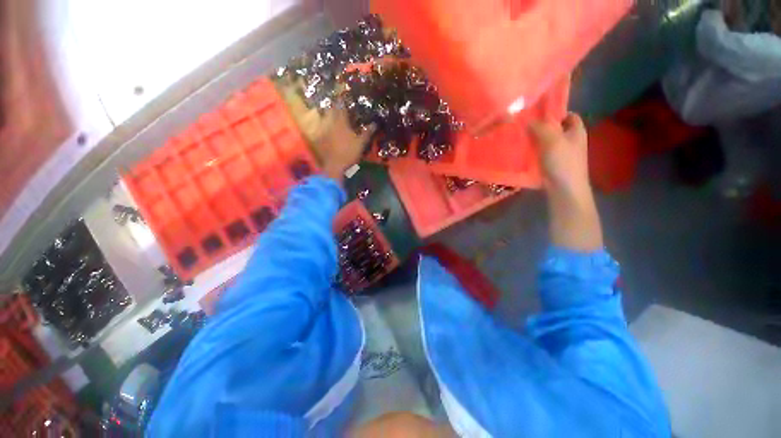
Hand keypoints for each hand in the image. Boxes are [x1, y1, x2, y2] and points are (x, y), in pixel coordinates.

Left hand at [316, 108, 374, 180]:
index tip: (344, 97)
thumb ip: (367, 132)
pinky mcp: (319, 138)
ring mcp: (323, 130)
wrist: (334, 165)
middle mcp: (331, 123)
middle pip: (331, 110)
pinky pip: (320, 128)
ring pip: (324, 118)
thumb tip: (375, 123)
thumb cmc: (349, 153)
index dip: (343, 101)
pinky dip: (323, 126)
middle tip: (338, 105)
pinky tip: (326, 128)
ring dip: (327, 114)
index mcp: (341, 122)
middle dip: (334, 106)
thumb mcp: (361, 143)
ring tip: (331, 114)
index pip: (341, 107)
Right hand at [528, 113, 589, 198]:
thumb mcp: (552, 140)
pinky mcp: (552, 164)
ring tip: (519, 136)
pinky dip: (533, 150)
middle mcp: (570, 140)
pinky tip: (522, 151)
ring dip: (535, 139)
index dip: (556, 111)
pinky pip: (541, 152)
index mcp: (576, 131)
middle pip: (555, 128)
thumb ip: (540, 127)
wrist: (564, 189)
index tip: (538, 112)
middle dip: (541, 126)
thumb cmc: (563, 162)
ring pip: (546, 141)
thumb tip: (527, 119)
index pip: (569, 115)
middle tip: (523, 124)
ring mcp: (561, 153)